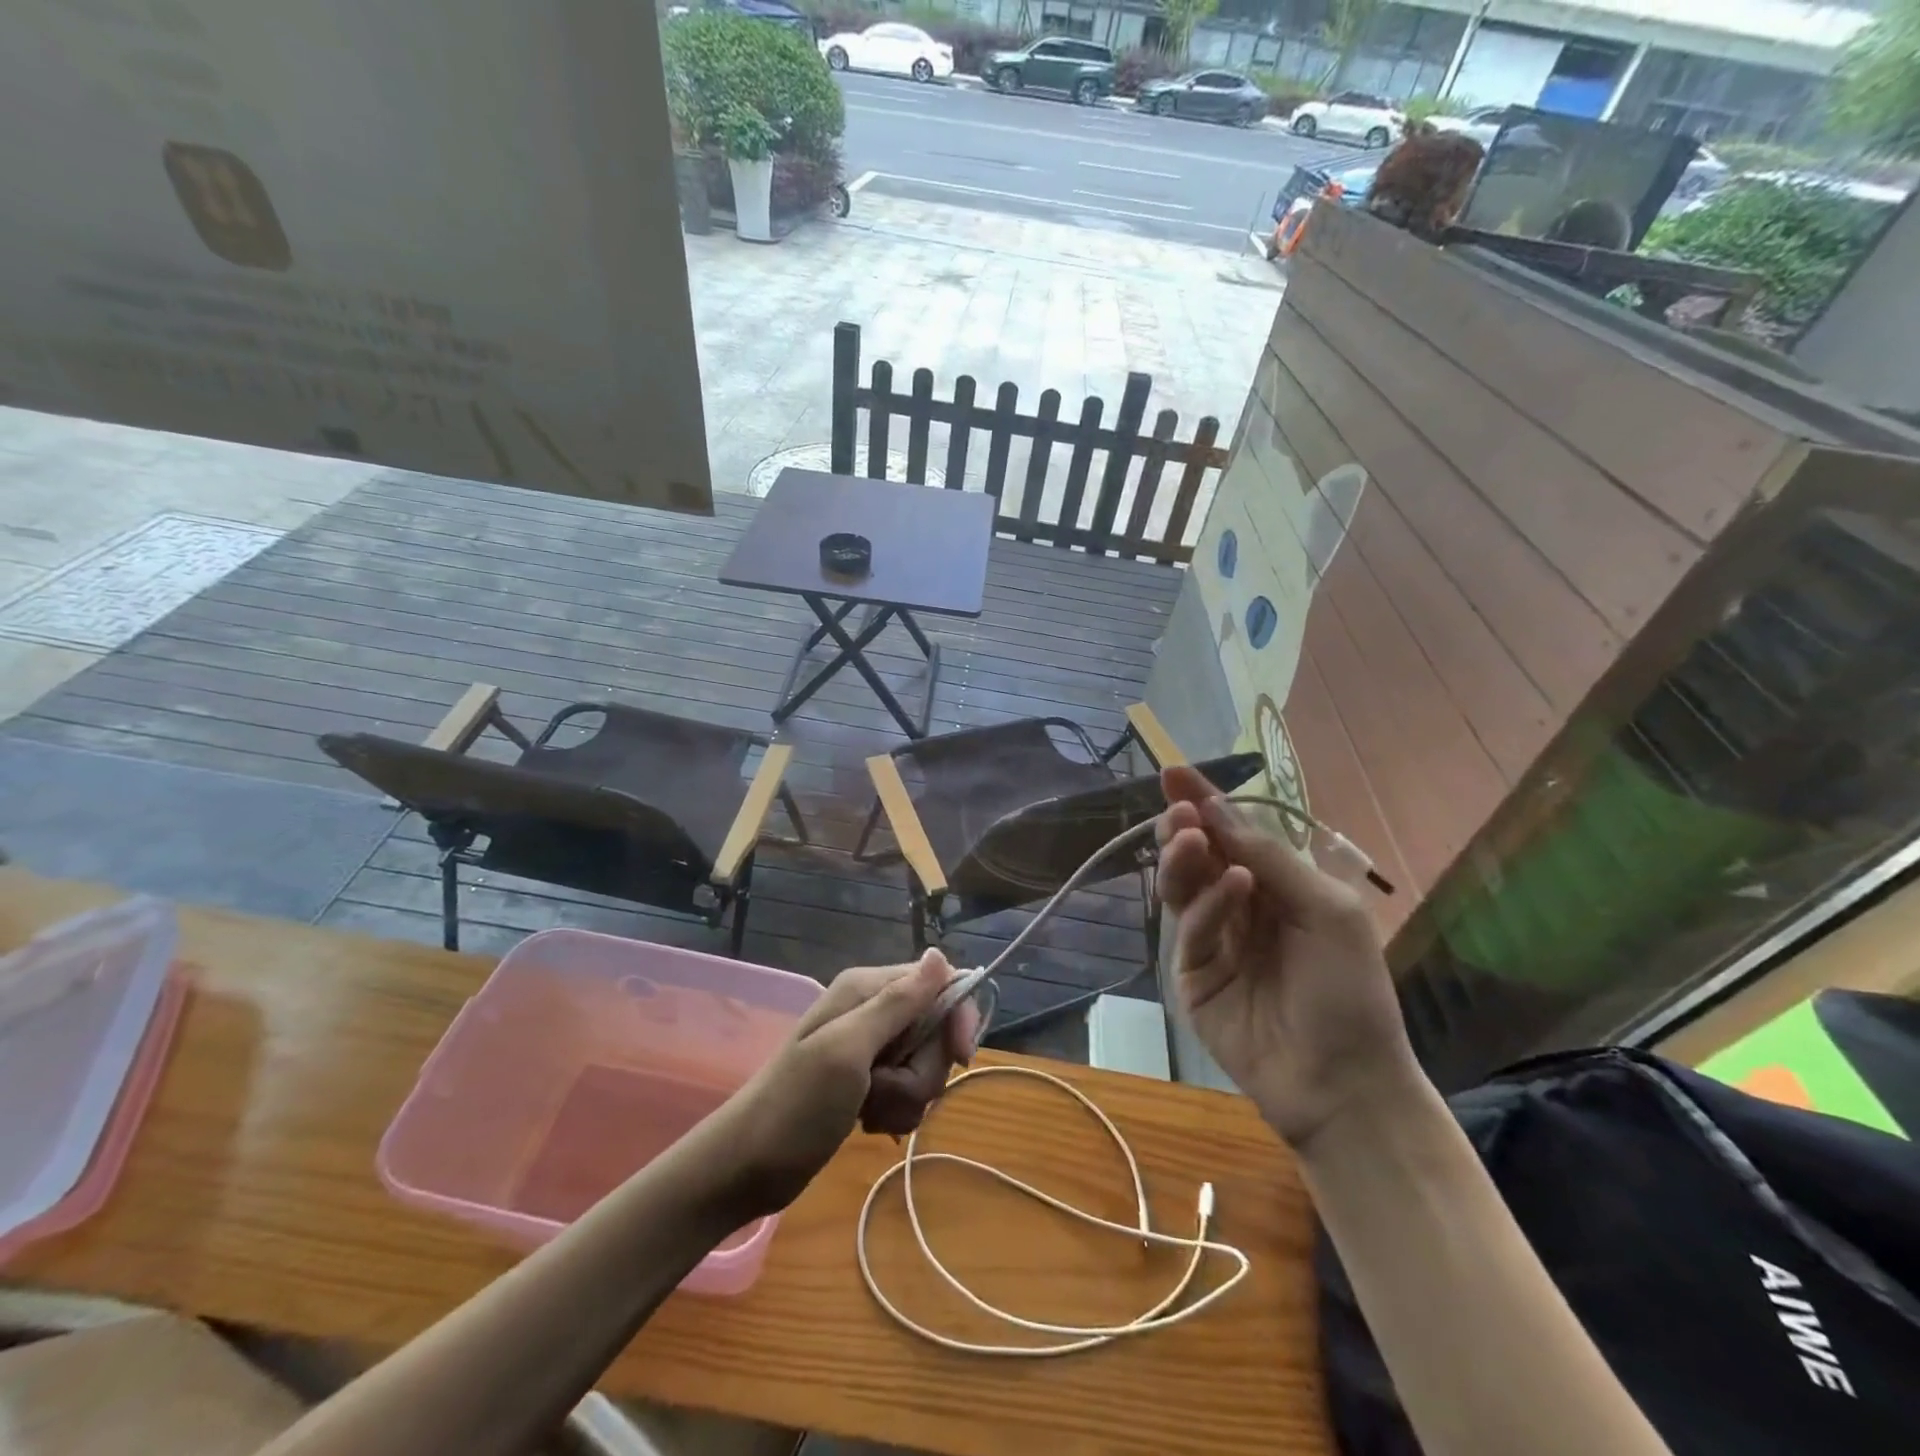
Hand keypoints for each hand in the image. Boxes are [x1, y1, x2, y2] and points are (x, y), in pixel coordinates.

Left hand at [714, 950, 980, 1217]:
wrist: (746, 1167)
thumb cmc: (796, 1104)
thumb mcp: (848, 1049)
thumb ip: (897, 1003)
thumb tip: (940, 954)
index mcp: (867, 989)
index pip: (939, 984)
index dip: (956, 1017)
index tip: (960, 1056)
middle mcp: (872, 1010)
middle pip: (936, 1030)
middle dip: (922, 1069)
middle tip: (884, 1088)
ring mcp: (870, 1048)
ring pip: (925, 1065)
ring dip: (906, 1096)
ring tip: (870, 1110)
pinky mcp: (868, 1082)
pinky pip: (908, 1090)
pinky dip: (895, 1110)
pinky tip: (868, 1123)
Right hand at [1156, 765, 1422, 1154]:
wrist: (1342, 1082)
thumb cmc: (1350, 990)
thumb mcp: (1326, 910)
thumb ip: (1270, 858)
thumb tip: (1213, 810)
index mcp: (1275, 887)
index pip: (1230, 833)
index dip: (1202, 800)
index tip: (1173, 771)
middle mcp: (1239, 906)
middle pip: (1198, 855)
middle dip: (1184, 826)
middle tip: (1178, 809)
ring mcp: (1212, 940)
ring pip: (1183, 885)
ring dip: (1184, 856)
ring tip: (1189, 835)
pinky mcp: (1192, 974)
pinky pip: (1191, 929)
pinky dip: (1208, 905)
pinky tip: (1234, 888)